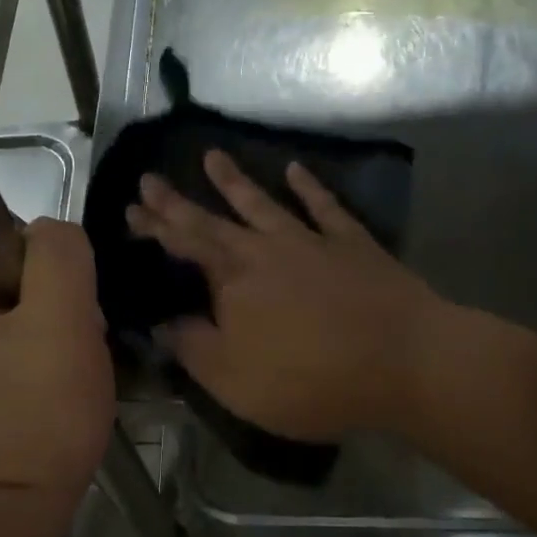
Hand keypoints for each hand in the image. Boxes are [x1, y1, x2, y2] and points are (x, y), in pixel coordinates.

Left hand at [0, 218, 113, 501]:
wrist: (20, 507)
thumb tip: (50, 236)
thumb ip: (59, 252)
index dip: (27, 248)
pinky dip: (34, 340)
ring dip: (45, 315)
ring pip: (4, 297)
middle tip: (68, 327)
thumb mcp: (61, 318)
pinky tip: (53, 369)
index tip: (53, 292)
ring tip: (66, 352)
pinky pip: (2, 330)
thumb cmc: (36, 412)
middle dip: (42, 287)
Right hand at [126, 151, 443, 441]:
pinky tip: (295, 170)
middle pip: (214, 220)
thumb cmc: (311, 380)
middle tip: (151, 178)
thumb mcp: (234, 381)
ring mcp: (312, 242)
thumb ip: (193, 349)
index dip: (156, 227)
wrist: (404, 362)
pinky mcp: (354, 245)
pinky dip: (309, 187)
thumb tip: (161, 324)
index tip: (131, 208)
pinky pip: (326, 208)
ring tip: (211, 155)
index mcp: (233, 281)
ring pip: (264, 204)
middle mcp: (266, 250)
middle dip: (178, 201)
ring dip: (235, 181)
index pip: (184, 246)